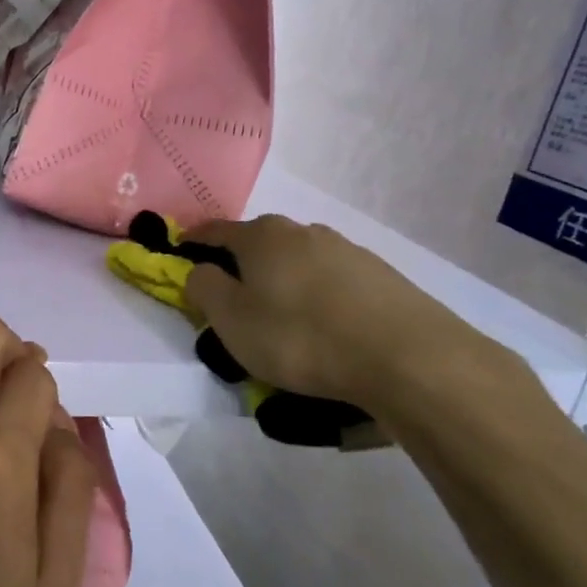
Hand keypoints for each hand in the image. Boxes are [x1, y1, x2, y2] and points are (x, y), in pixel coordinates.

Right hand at [183, 214, 502, 412]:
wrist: (406, 357)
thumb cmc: (300, 336)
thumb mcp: (232, 320)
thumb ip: (205, 289)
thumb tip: (200, 270)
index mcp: (262, 236)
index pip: (215, 230)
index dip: (193, 241)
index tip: (180, 250)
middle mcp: (303, 231)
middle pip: (260, 242)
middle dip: (242, 263)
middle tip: (233, 296)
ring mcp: (346, 250)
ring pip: (299, 260)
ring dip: (283, 279)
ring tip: (282, 316)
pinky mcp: (380, 275)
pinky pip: (332, 280)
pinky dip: (317, 295)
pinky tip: (324, 324)